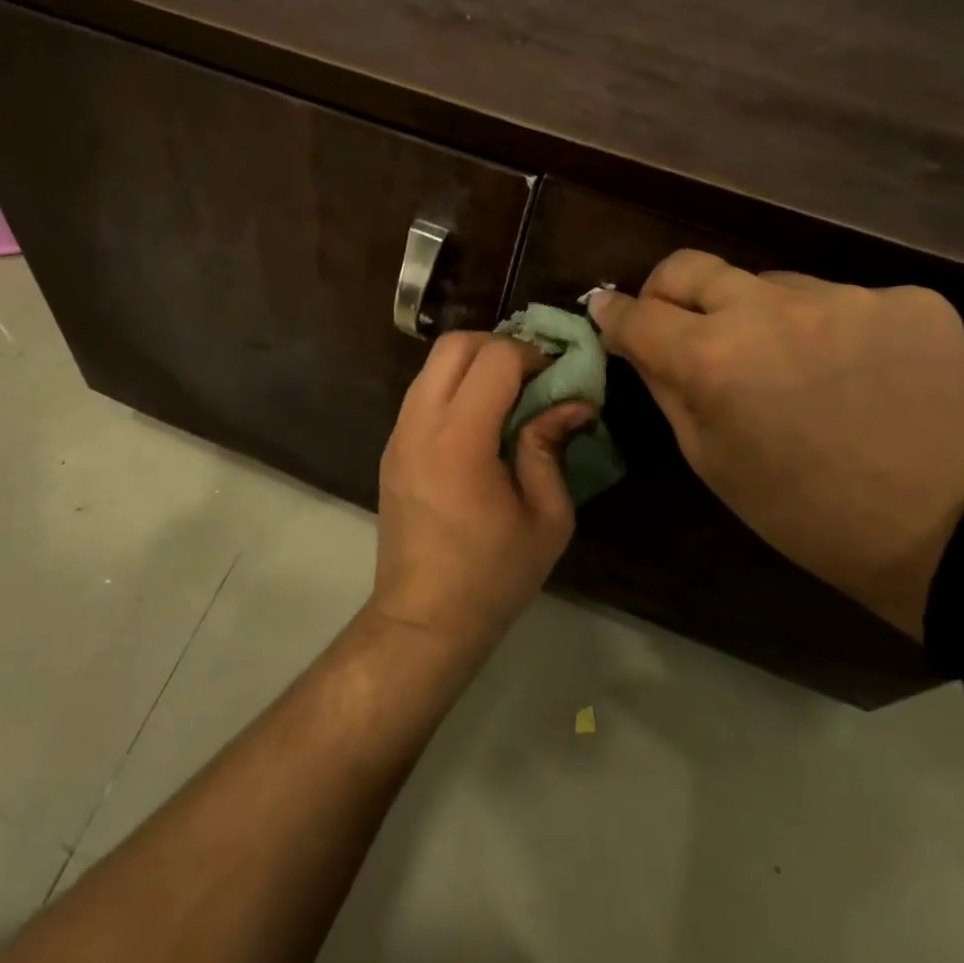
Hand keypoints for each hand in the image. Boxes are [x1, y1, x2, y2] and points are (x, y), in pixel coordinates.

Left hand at [372, 333, 594, 659]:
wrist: (423, 617)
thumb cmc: (493, 576)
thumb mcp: (546, 518)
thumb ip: (551, 448)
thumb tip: (573, 403)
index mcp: (460, 440)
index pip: (493, 359)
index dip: (531, 355)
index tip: (556, 377)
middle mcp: (420, 424)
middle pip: (452, 345)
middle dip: (497, 346)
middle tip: (531, 375)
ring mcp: (397, 435)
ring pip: (432, 366)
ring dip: (472, 365)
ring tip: (508, 396)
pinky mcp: (390, 449)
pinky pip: (421, 394)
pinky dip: (452, 388)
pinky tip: (479, 423)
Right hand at [590, 252, 963, 639]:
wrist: (941, 530)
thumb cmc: (798, 510)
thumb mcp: (708, 457)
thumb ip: (665, 385)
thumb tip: (635, 338)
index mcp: (713, 359)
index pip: (638, 312)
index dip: (614, 313)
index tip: (608, 313)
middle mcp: (772, 310)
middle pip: (690, 267)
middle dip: (668, 292)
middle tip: (679, 322)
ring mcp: (846, 297)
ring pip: (770, 284)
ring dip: (760, 315)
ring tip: (789, 364)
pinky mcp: (908, 299)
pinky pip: (838, 298)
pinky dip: (828, 326)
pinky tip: (850, 369)